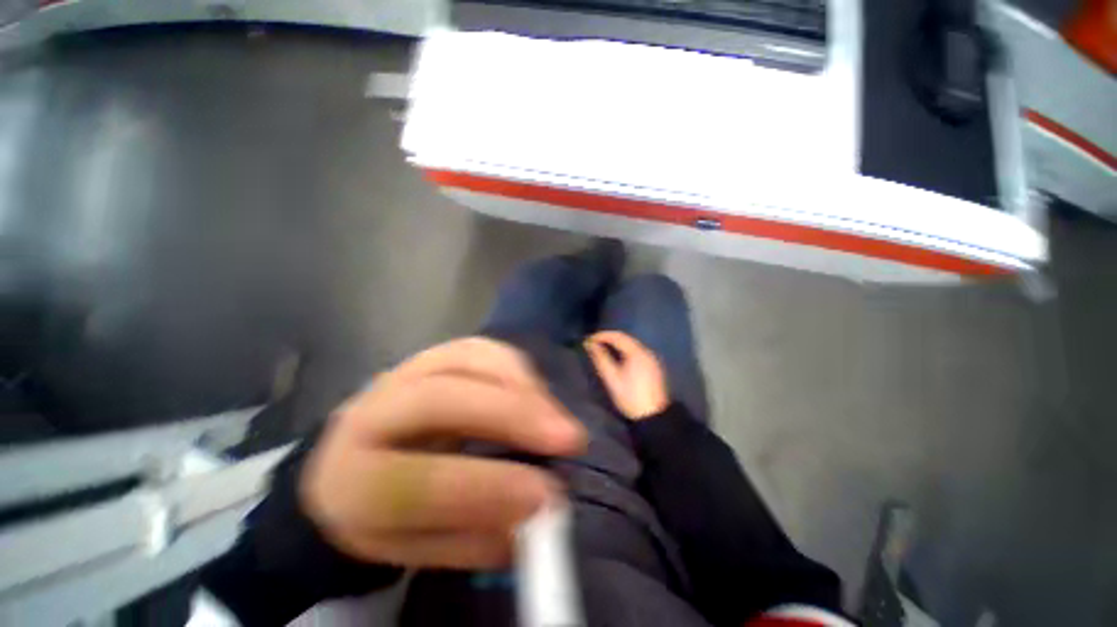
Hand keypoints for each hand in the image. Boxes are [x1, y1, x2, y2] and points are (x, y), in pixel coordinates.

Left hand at [300, 337, 586, 569]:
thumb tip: (538, 514)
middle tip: (567, 438)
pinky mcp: (437, 353)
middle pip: (441, 399)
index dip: (485, 487)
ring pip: (468, 360)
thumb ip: (475, 536)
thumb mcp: (417, 546)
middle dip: (511, 415)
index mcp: (352, 482)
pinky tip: (538, 392)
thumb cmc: (385, 511)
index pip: (414, 483)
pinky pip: (483, 347)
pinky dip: (517, 367)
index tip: (546, 496)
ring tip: (558, 417)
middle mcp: (371, 412)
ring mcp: (407, 371)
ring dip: (523, 387)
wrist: (357, 455)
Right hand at [584, 331, 669, 420]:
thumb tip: (590, 345)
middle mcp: (647, 351)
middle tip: (594, 343)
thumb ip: (600, 359)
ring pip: (632, 344)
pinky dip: (626, 350)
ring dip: (617, 344)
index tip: (589, 340)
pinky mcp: (654, 366)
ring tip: (603, 349)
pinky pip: (637, 351)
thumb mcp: (612, 378)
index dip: (602, 335)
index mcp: (637, 353)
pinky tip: (618, 357)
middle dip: (609, 338)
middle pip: (626, 338)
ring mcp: (652, 358)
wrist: (653, 416)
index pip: (618, 336)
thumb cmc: (630, 397)